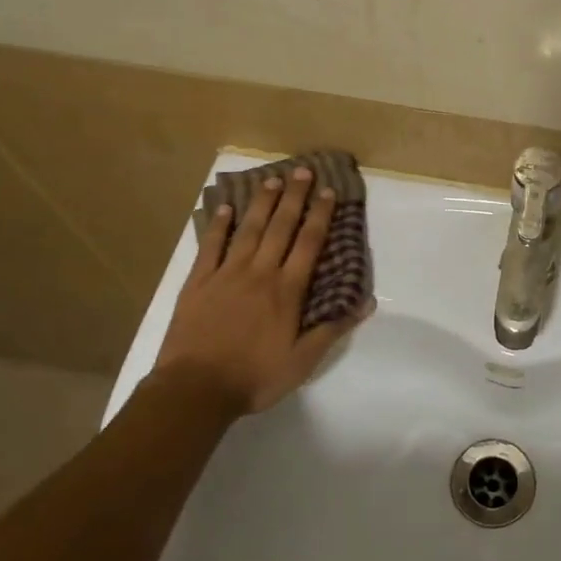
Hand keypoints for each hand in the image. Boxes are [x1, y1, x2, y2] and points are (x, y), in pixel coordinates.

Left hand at [155, 167, 370, 416]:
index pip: (309, 244)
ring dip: (262, 204)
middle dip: (294, 197)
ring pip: (248, 230)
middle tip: (302, 171)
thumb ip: (332, 328)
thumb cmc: (254, 377)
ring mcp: (226, 274)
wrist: (195, 389)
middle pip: (280, 227)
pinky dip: (218, 226)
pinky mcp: (198, 282)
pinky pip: (210, 246)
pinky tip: (225, 208)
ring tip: (272, 180)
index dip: (320, 215)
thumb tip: (365, 301)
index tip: (328, 192)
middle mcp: (259, 273)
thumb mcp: (302, 361)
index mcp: (287, 291)